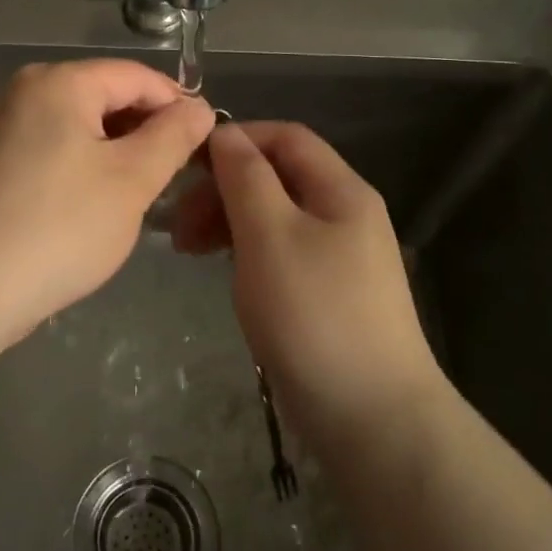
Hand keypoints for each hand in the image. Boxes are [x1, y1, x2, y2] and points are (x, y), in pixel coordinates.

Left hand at [0, 59, 215, 340]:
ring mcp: (2, 128)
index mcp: (59, 82)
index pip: (137, 76)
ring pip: (80, 127)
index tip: (206, 144)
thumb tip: (199, 107)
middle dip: (146, 131)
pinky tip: (96, 206)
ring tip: (142, 194)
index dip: (177, 105)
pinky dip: (84, 168)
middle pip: (105, 96)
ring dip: (117, 153)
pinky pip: (54, 150)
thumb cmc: (59, 227)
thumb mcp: (131, 180)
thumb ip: (173, 136)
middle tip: (176, 176)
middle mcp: (25, 92)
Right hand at [173, 121, 440, 442]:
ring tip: (189, 250)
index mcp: (341, 190)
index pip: (285, 138)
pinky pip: (280, 252)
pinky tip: (224, 271)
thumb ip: (245, 178)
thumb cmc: (314, 314)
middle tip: (179, 225)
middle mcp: (345, 214)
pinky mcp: (328, 293)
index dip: (235, 141)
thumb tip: (225, 133)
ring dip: (229, 221)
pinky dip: (246, 251)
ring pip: (274, 216)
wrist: (372, 416)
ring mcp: (339, 256)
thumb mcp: (270, 235)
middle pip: (277, 177)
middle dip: (223, 188)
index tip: (186, 167)